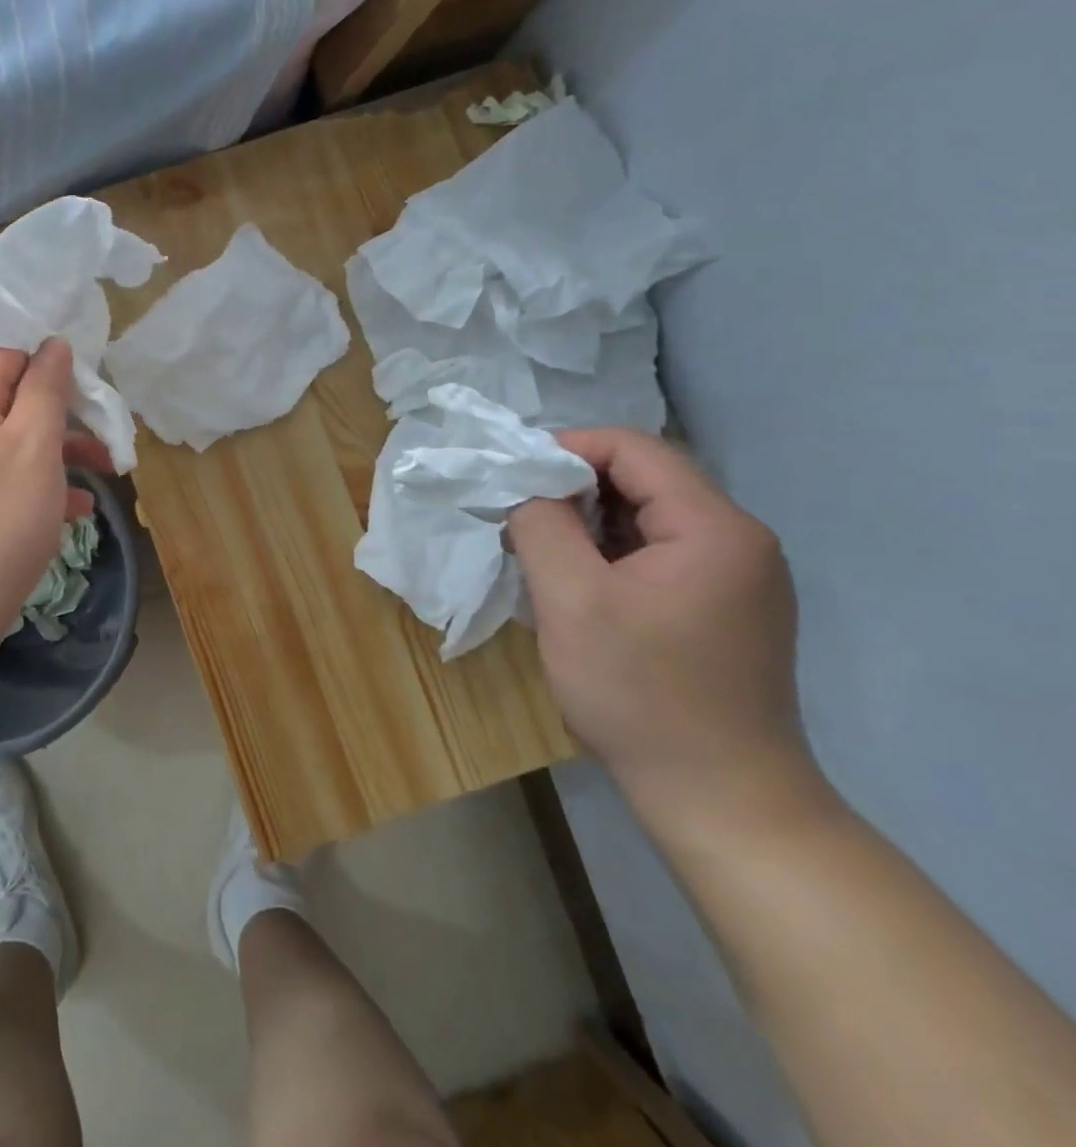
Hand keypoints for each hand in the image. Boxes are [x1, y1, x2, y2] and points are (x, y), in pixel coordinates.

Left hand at [0, 341, 110, 660]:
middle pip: (17, 402)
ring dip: (64, 453)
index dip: (49, 356)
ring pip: (21, 447)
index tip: (93, 371)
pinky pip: (13, 485)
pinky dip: (46, 489)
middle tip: (110, 430)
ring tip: (109, 472)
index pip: (7, 355)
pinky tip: (79, 510)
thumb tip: (53, 344)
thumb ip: (46, 389)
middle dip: (67, 413)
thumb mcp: (33, 444)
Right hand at [508, 428, 817, 833]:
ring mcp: (737, 577)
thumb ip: (542, 526)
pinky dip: (608, 554)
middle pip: (644, 480)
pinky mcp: (724, 609)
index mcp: (715, 528)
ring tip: (538, 550)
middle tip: (516, 515)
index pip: (634, 449)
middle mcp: (738, 541)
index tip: (511, 475)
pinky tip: (575, 584)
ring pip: (647, 518)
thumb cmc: (641, 694)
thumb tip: (526, 488)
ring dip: (586, 523)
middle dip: (571, 487)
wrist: (722, 800)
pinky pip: (657, 554)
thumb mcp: (571, 601)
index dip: (566, 448)